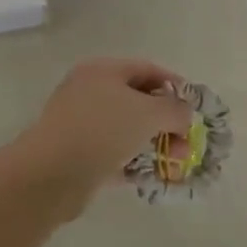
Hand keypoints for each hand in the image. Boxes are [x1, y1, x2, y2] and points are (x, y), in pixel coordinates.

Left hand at [10, 59, 193, 217]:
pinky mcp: (76, 154)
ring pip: (126, 129)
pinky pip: (113, 153)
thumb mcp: (150, 113)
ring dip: (153, 144)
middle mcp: (89, 91)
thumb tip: (185, 115)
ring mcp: (80, 123)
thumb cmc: (103, 130)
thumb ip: (175, 110)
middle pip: (138, 100)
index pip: (147, 69)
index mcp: (102, 70)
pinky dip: (133, 162)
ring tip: (173, 164)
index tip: (195, 108)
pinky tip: (151, 176)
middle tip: (185, 142)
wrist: (51, 174)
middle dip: (166, 121)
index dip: (175, 86)